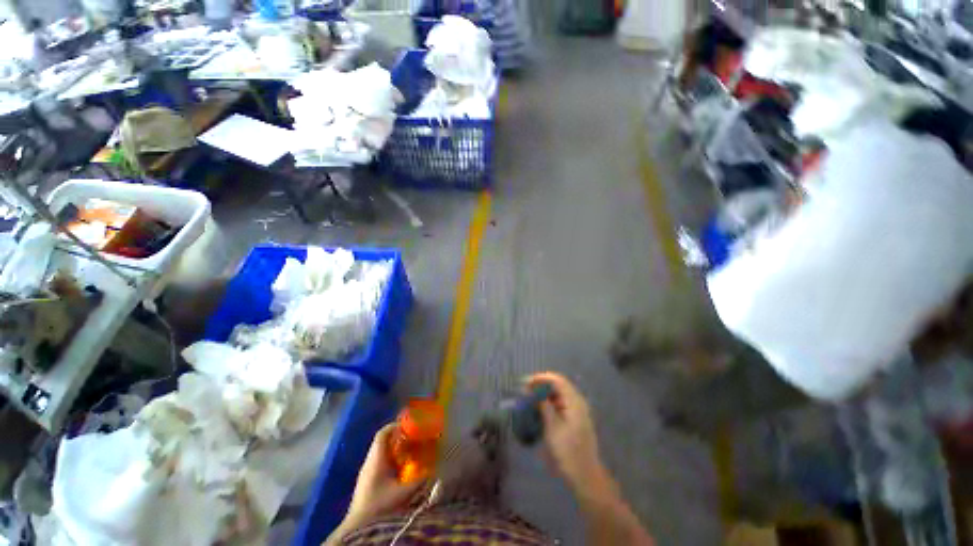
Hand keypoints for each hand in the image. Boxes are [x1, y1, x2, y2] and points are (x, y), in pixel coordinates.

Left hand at [344, 424, 426, 527]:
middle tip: (414, 437)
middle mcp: (370, 462)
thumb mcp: (403, 493)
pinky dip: (391, 460)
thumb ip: (419, 480)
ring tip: (410, 451)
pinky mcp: (367, 481)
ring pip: (381, 452)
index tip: (409, 425)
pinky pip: (380, 462)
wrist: (359, 527)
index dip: (395, 426)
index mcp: (376, 459)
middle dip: (399, 437)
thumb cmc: (379, 505)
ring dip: (395, 449)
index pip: (382, 434)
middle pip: (383, 442)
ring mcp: (367, 472)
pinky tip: (401, 467)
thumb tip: (433, 469)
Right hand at [526, 372, 606, 492]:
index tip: (526, 382)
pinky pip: (560, 403)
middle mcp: (577, 402)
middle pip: (558, 385)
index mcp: (574, 402)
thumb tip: (533, 391)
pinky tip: (539, 408)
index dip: (541, 378)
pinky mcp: (575, 418)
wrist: (585, 475)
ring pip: (559, 394)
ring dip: (544, 393)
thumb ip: (543, 406)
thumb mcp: (552, 428)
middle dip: (541, 384)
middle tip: (525, 389)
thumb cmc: (568, 452)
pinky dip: (549, 402)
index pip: (557, 380)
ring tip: (529, 397)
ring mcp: (577, 410)